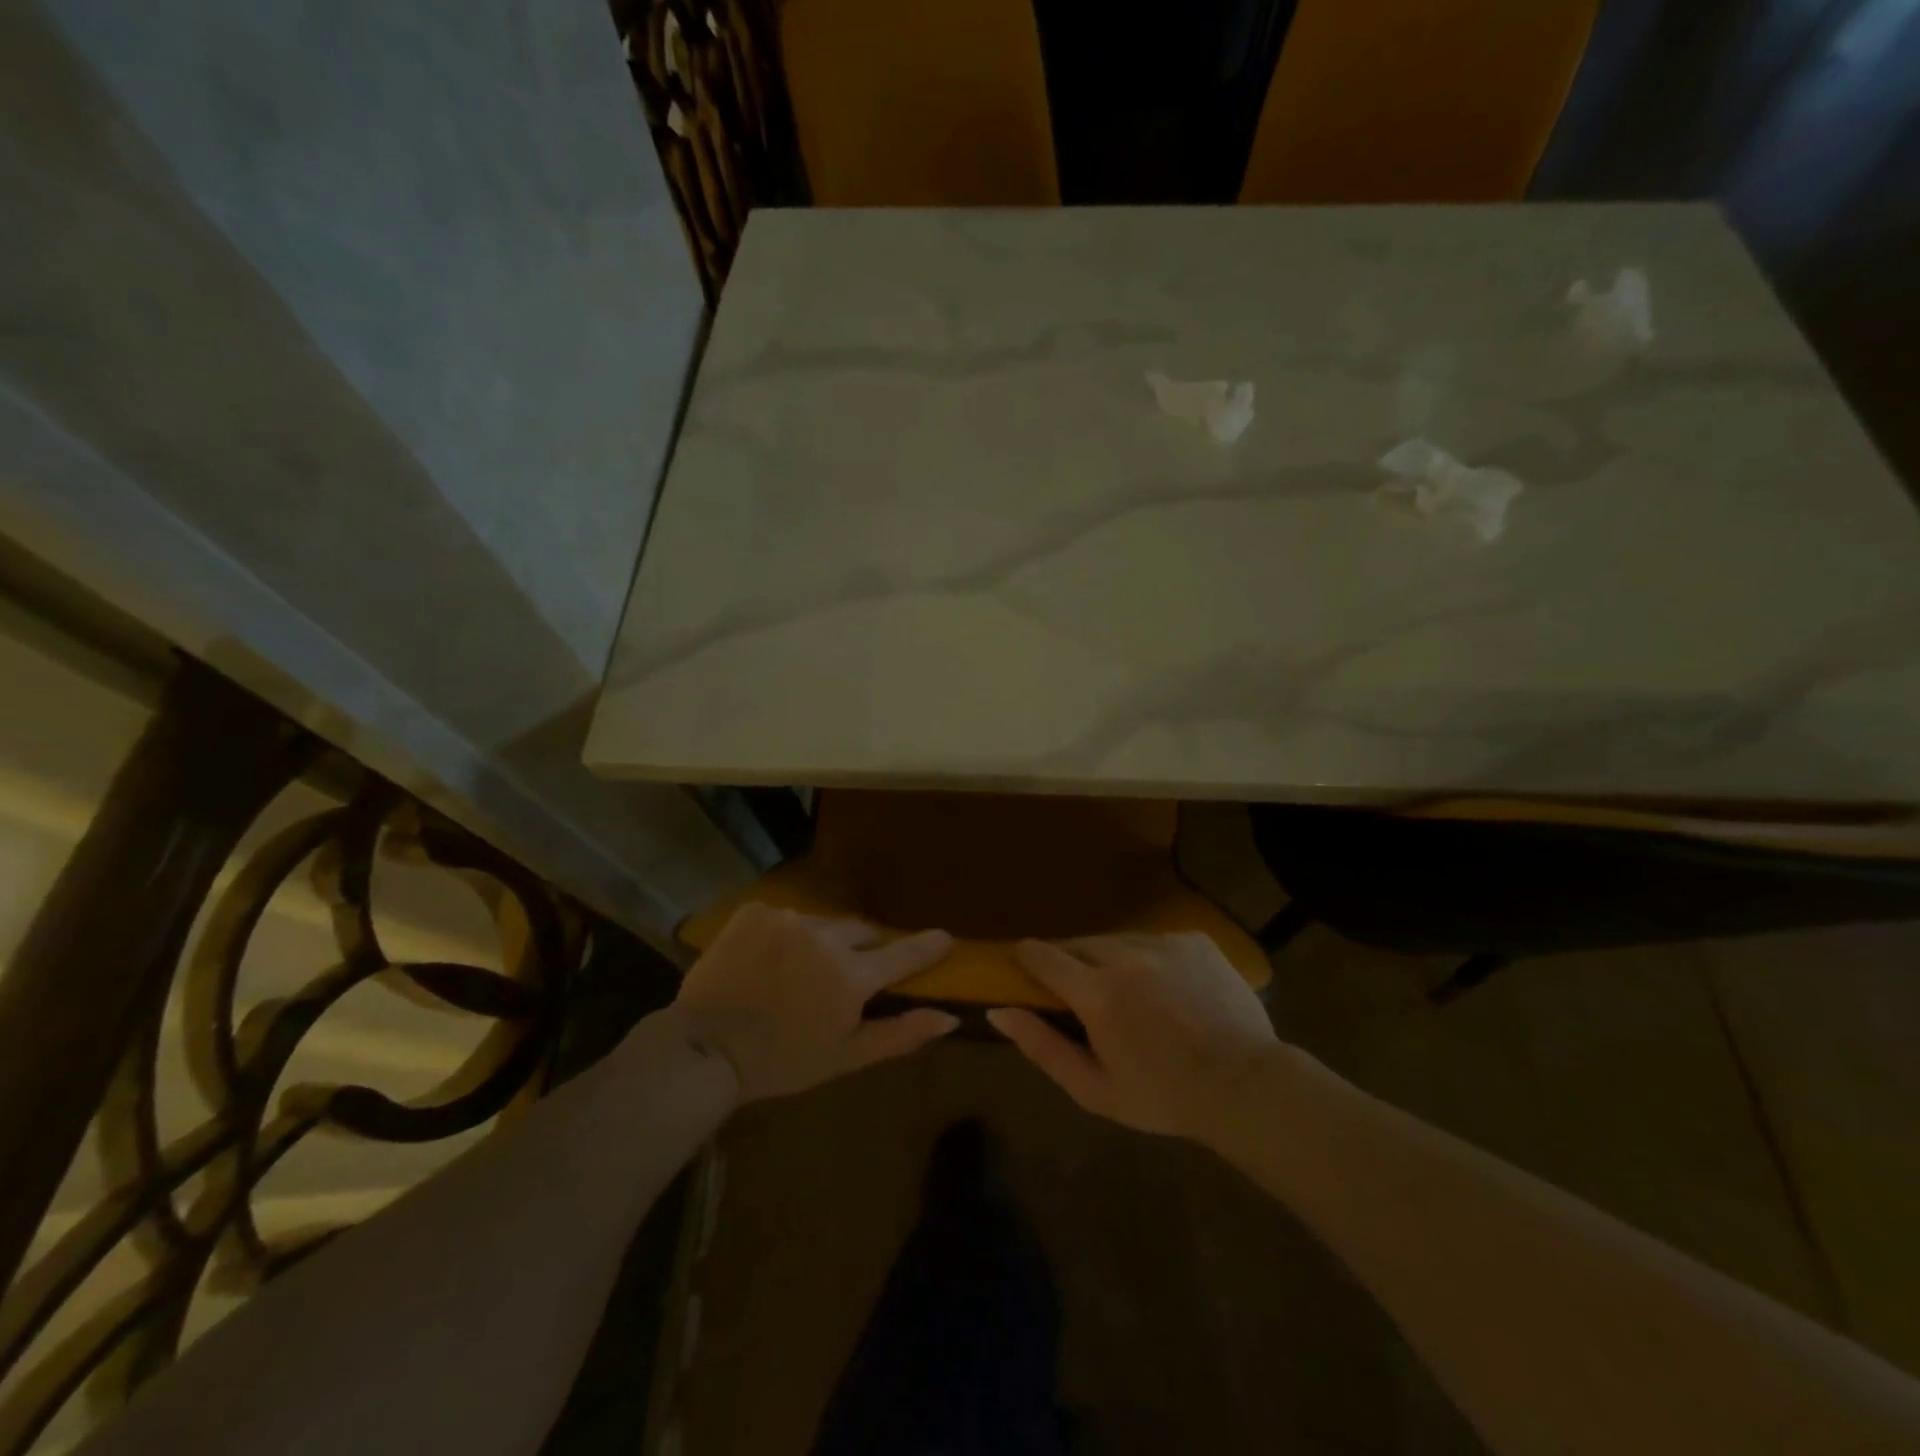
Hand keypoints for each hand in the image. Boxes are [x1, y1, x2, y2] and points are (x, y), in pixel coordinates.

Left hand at [672, 904, 958, 1102]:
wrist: (703, 1048)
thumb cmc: (780, 1063)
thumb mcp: (844, 1057)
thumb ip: (900, 1034)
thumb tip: (949, 1019)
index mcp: (850, 976)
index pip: (903, 953)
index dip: (927, 946)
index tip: (945, 937)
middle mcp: (825, 937)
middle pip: (862, 932)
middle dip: (864, 949)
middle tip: (849, 974)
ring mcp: (788, 919)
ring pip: (823, 924)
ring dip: (822, 943)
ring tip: (799, 972)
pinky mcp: (757, 911)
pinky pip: (788, 917)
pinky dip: (787, 935)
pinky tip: (769, 961)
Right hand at [987, 932, 1281, 1139]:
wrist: (1245, 1086)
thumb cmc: (1163, 1097)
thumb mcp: (1094, 1089)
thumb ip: (1042, 1047)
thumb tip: (998, 1012)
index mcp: (1098, 994)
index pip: (1043, 956)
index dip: (1028, 958)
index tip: (1024, 964)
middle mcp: (1126, 956)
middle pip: (1079, 943)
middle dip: (1070, 961)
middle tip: (1079, 990)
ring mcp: (1164, 943)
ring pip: (1116, 939)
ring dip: (1109, 958)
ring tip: (1126, 990)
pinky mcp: (1194, 940)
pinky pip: (1154, 940)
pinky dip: (1147, 957)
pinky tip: (1164, 987)